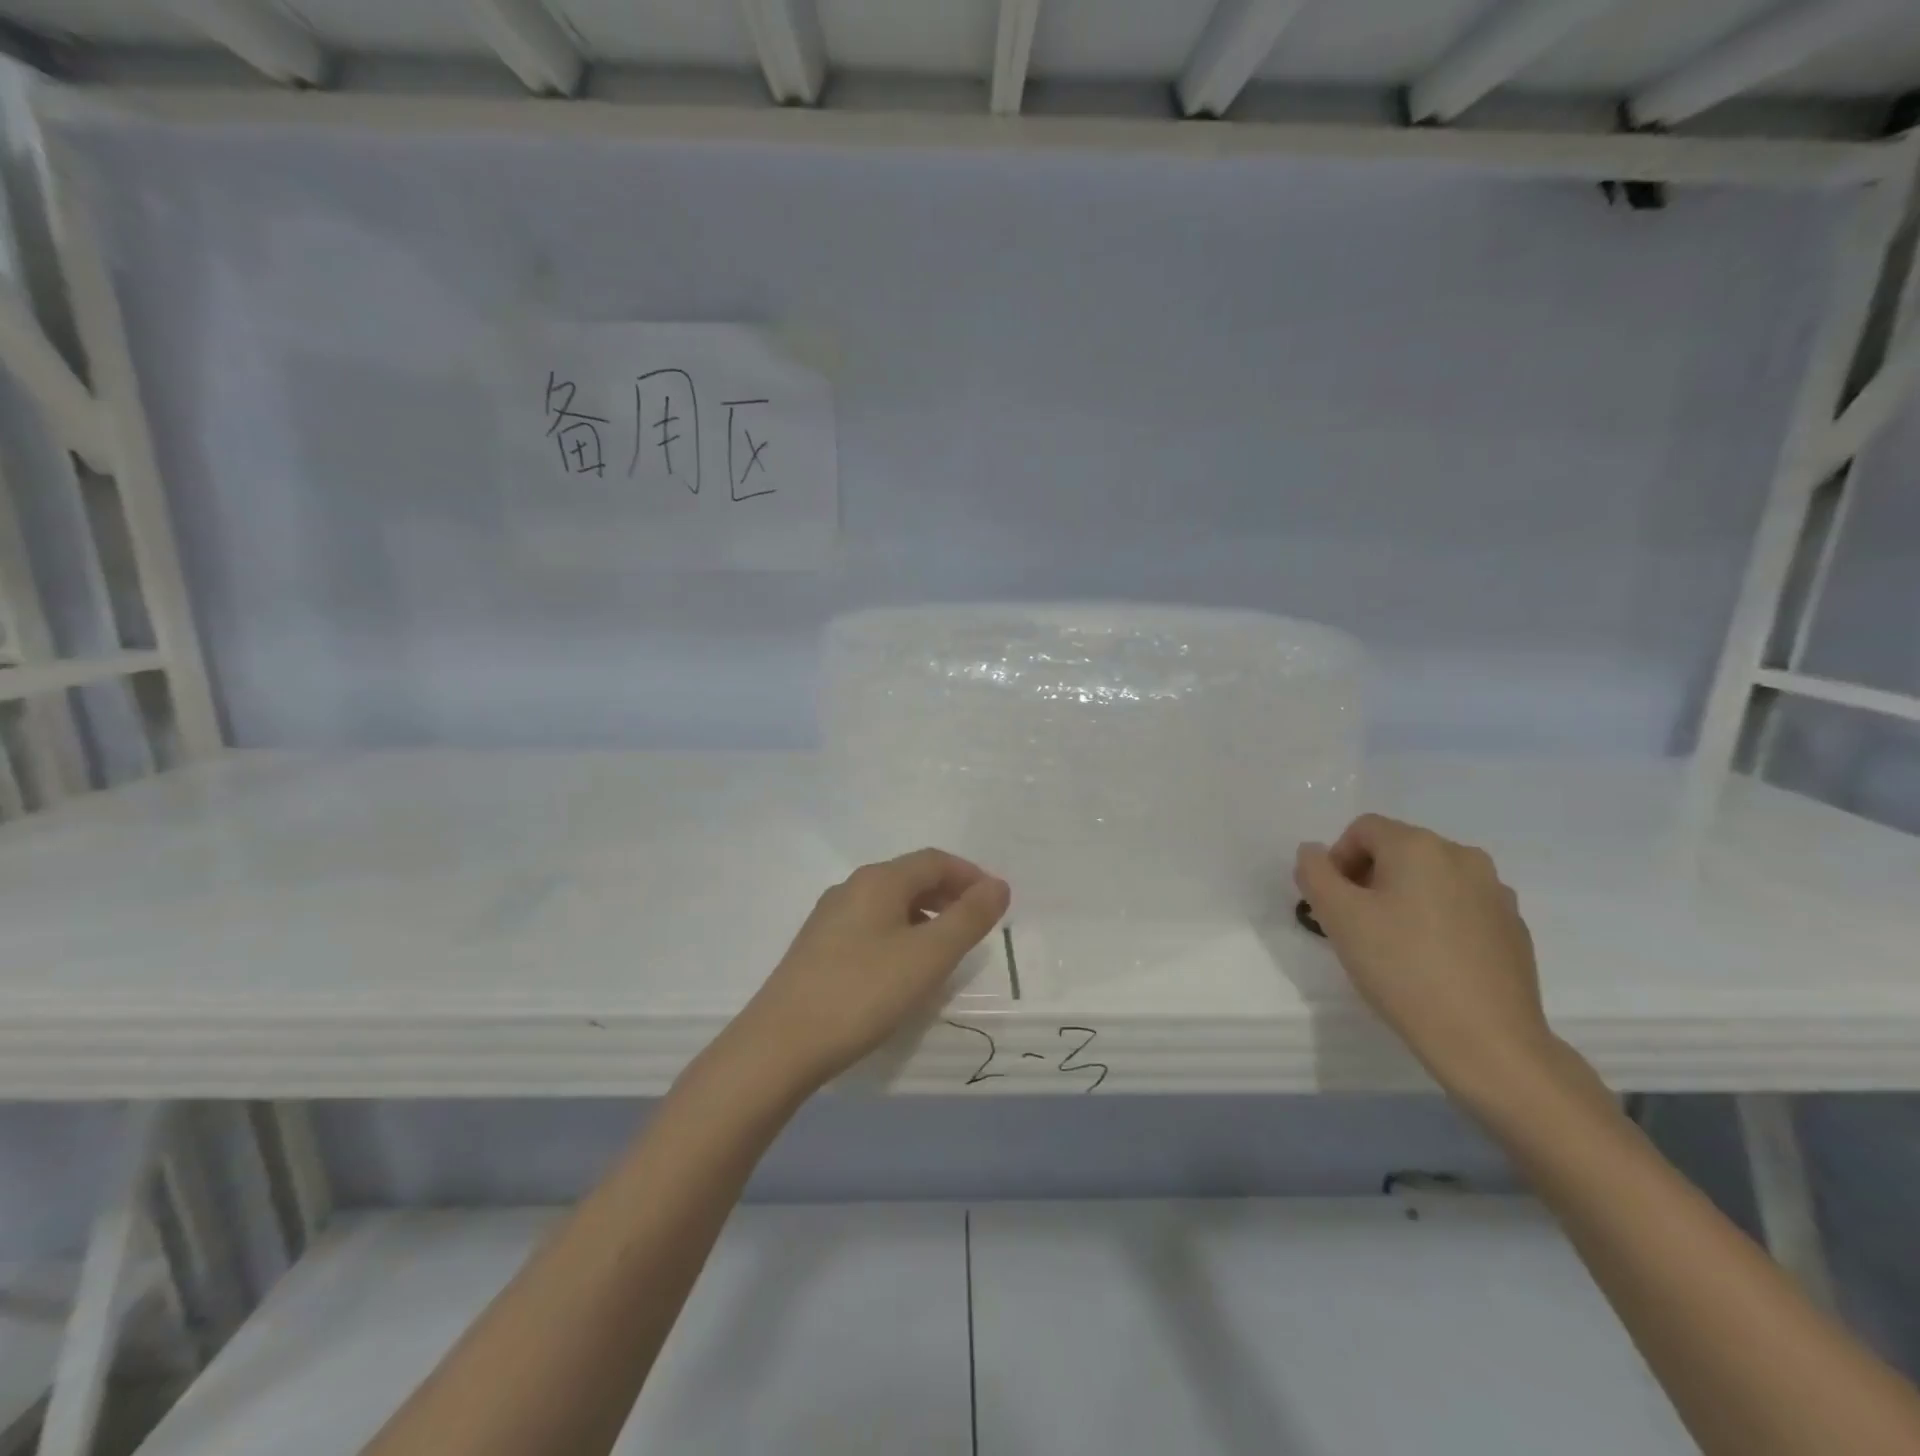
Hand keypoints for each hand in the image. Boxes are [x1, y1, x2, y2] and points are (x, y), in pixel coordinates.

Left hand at [732, 849, 1010, 1092]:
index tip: (996, 903)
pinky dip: (900, 934)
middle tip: (976, 925)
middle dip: (949, 895)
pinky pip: (870, 926)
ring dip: (925, 916)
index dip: (970, 875)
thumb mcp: (928, 956)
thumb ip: (968, 918)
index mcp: (879, 880)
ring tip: (946, 950)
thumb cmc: (863, 993)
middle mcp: (851, 888)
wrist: (780, 1044)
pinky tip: (903, 969)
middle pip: (910, 877)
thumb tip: (998, 884)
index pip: (934, 861)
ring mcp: (829, 917)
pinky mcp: (817, 947)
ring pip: (889, 903)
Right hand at [1295, 815, 1559, 1108]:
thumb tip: (1314, 852)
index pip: (1362, 829)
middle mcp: (1462, 856)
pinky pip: (1460, 906)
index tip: (1333, 904)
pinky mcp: (1513, 927)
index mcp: (1419, 846)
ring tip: (1393, 945)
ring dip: (1402, 898)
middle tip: (1356, 925)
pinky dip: (1437, 920)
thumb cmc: (1401, 968)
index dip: (1337, 860)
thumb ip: (1314, 873)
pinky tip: (1431, 962)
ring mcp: (1495, 892)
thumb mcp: (1337, 917)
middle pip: (1398, 850)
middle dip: (1368, 878)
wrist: (1487, 1040)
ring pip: (1430, 879)